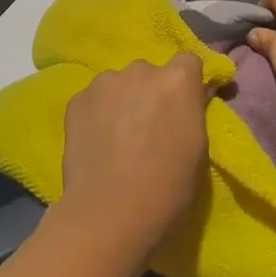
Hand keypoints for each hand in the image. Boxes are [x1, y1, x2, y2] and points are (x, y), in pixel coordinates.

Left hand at [59, 54, 210, 257]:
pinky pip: (94, 100)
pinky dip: (97, 114)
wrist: (110, 213)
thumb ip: (193, 113)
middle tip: (148, 128)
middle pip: (150, 73)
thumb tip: (191, 97)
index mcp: (177, 80)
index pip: (188, 62)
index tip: (184, 107)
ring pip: (119, 84)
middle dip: (151, 93)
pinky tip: (97, 144)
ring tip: (118, 138)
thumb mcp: (199, 149)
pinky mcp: (77, 100)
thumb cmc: (168, 188)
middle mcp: (140, 69)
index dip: (186, 83)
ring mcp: (105, 82)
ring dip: (122, 101)